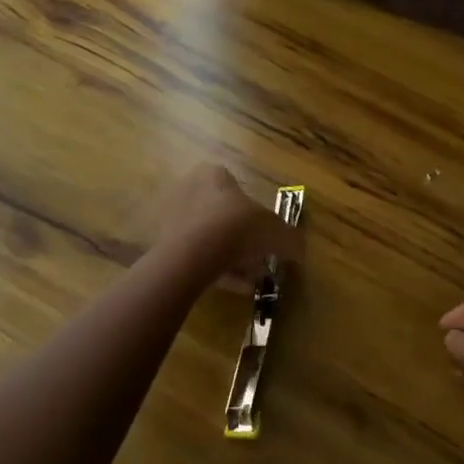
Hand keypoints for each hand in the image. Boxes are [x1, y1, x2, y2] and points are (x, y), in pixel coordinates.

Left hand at [154, 164, 304, 289]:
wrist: (193, 255)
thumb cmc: (238, 228)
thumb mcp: (276, 232)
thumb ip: (290, 239)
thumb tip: (300, 250)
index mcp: (213, 175)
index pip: (235, 185)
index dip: (253, 210)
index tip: (265, 231)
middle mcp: (189, 190)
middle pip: (221, 214)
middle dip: (242, 238)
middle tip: (259, 258)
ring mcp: (172, 219)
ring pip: (209, 239)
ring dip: (231, 258)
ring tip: (251, 279)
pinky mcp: (163, 247)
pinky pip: (196, 258)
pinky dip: (217, 271)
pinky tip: (237, 288)